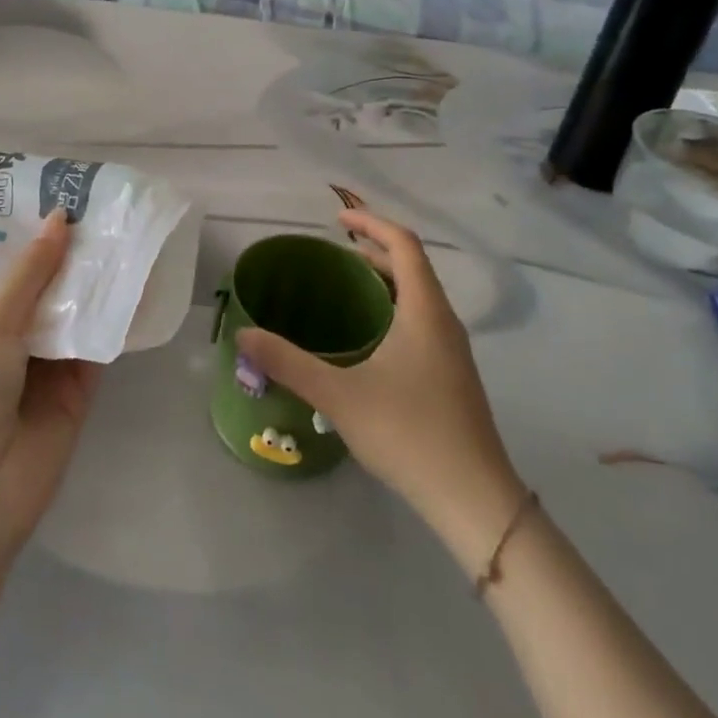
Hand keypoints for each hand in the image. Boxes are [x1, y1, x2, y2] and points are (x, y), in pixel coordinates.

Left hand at [0, 212, 102, 549]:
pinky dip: (119, 318)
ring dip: (101, 281)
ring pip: (82, 310)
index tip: (68, 192)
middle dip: (77, 253)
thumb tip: (61, 217)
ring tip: (132, 232)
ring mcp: (52, 362)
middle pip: (54, 286)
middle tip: (111, 206)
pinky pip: (103, 343)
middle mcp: (19, 335)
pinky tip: (142, 283)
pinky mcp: (82, 388)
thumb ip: (31, 274)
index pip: (18, 267)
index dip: (41, 234)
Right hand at [235, 210, 525, 563]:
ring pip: (420, 297)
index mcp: (425, 311)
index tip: (337, 219)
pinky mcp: (454, 376)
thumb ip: (288, 362)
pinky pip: (423, 322)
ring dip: (386, 282)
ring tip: (347, 291)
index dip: (371, 223)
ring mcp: (454, 351)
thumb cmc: (409, 433)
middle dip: (374, 251)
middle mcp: (444, 321)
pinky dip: (395, 309)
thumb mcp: (339, 395)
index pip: (404, 244)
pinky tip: (370, 342)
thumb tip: (244, 334)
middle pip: (413, 267)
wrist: (474, 498)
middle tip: (334, 256)